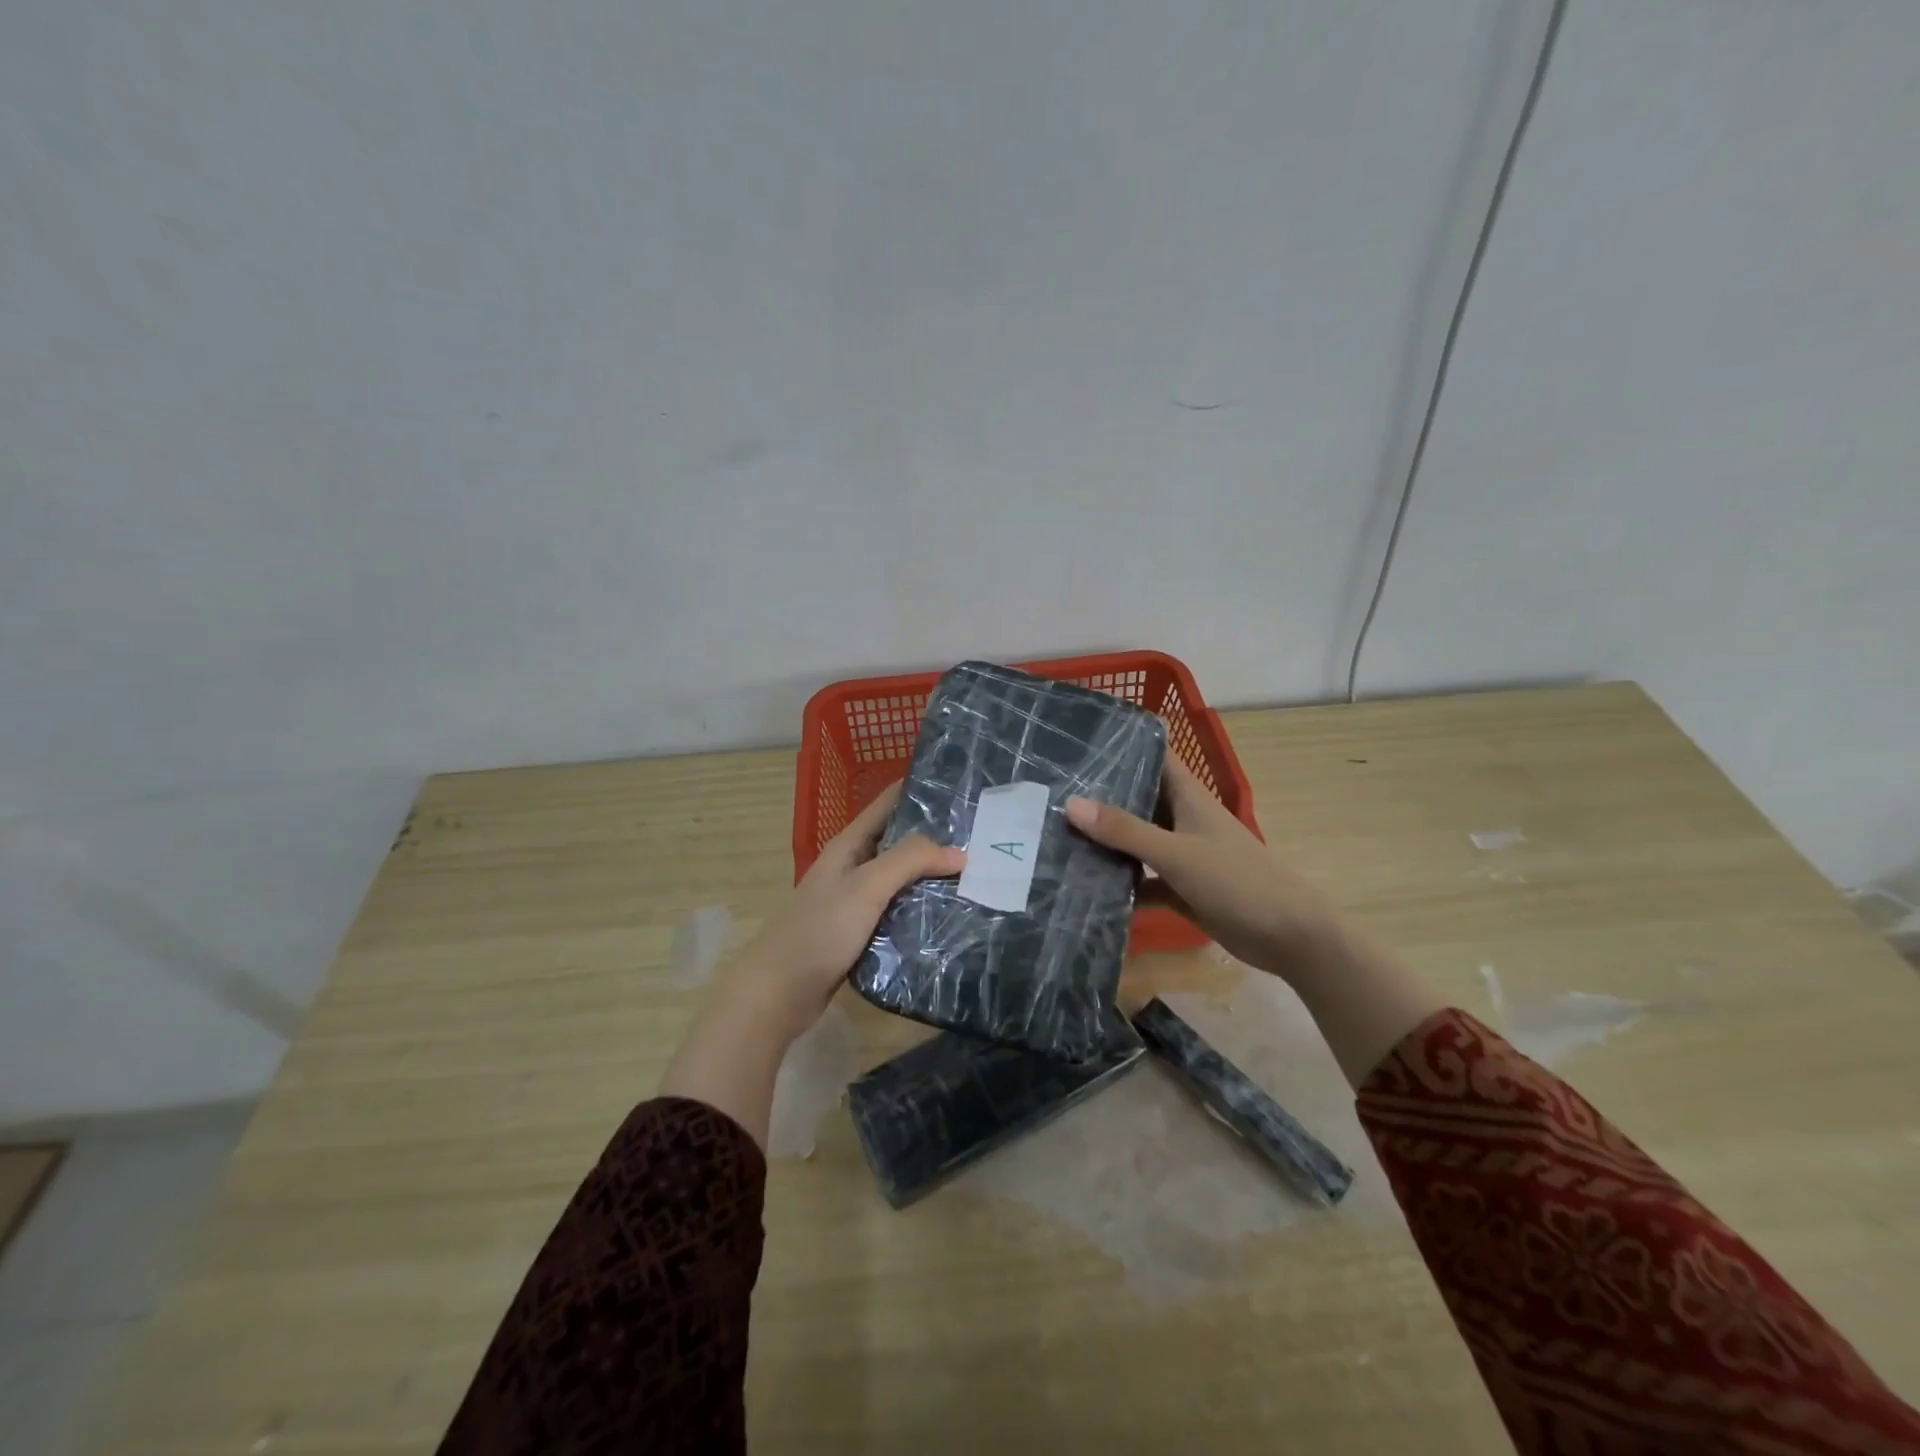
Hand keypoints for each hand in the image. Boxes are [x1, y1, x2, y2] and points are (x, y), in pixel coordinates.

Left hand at [729, 782, 963, 1038]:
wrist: (782, 991)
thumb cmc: (820, 930)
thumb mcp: (866, 886)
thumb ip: (910, 861)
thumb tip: (959, 852)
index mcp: (849, 845)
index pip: (888, 803)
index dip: (919, 790)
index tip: (961, 786)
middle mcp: (854, 866)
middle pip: (900, 841)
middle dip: (936, 836)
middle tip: (984, 835)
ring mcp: (858, 900)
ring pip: (903, 878)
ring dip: (933, 875)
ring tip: (978, 872)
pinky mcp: (863, 931)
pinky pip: (900, 910)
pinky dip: (923, 907)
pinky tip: (951, 912)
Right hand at [1065, 758, 1338, 979]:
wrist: (1289, 936)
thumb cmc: (1238, 880)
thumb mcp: (1177, 853)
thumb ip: (1125, 830)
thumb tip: (1070, 804)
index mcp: (1188, 796)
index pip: (1155, 754)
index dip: (1123, 742)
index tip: (1080, 738)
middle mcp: (1182, 819)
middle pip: (1138, 797)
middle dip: (1100, 795)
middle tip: (1051, 789)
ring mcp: (1182, 854)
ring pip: (1136, 840)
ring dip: (1106, 841)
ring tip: (1056, 835)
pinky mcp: (1181, 888)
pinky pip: (1143, 879)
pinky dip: (1121, 883)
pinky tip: (1086, 887)